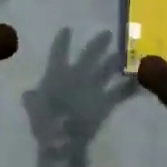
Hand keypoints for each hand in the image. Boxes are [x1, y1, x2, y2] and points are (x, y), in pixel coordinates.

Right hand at [22, 29, 136, 156]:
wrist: (62, 137)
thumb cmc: (44, 121)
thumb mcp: (34, 108)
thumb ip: (32, 99)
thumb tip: (28, 93)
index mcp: (57, 74)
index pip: (58, 53)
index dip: (62, 41)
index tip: (67, 29)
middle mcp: (78, 75)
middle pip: (90, 55)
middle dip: (98, 44)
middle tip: (107, 33)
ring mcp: (94, 87)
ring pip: (108, 69)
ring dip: (116, 60)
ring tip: (124, 53)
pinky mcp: (106, 101)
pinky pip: (121, 92)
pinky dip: (130, 87)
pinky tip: (138, 81)